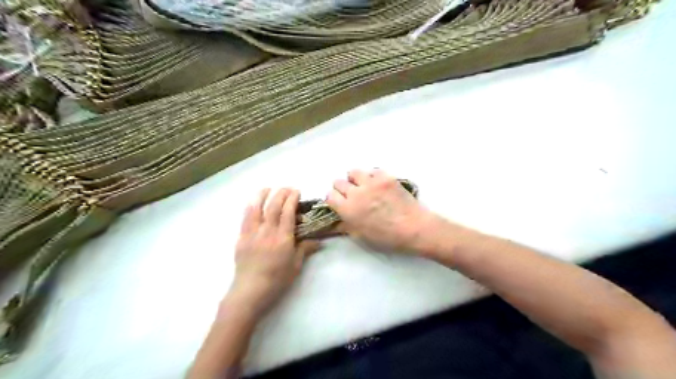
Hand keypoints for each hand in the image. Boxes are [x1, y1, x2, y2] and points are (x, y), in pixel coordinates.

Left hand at [229, 188, 319, 314]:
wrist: (250, 291)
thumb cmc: (276, 280)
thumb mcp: (296, 266)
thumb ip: (305, 249)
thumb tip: (319, 241)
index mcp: (282, 238)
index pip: (288, 212)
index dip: (292, 199)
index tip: (296, 191)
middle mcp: (267, 232)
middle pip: (273, 206)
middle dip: (281, 193)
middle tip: (287, 188)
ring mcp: (252, 233)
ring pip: (256, 208)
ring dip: (262, 195)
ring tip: (268, 188)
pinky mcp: (241, 237)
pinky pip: (245, 217)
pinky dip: (251, 206)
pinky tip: (254, 202)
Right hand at [326, 169, 441, 254]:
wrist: (414, 227)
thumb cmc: (387, 237)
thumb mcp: (362, 236)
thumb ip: (345, 226)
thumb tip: (335, 221)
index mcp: (348, 210)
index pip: (330, 195)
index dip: (333, 199)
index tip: (340, 202)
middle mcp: (356, 193)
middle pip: (338, 182)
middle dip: (342, 188)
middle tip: (352, 195)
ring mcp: (371, 183)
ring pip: (353, 172)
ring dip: (355, 179)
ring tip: (364, 187)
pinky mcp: (385, 177)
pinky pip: (372, 171)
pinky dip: (372, 177)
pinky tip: (378, 186)